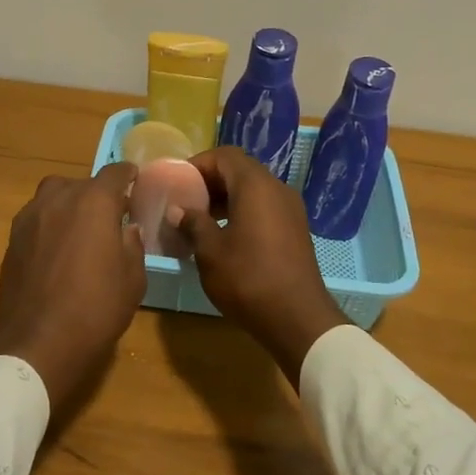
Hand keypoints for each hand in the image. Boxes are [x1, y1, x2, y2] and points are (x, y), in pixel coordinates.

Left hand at [0, 165, 145, 423]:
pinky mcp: (12, 239)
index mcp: (94, 202)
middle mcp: (59, 199)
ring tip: (80, 229)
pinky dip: (49, 224)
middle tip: (110, 217)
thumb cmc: (96, 308)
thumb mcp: (132, 279)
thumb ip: (133, 245)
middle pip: (81, 183)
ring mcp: (30, 217)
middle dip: (97, 194)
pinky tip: (57, 249)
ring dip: (69, 204)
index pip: (115, 173)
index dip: (128, 175)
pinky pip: (36, 218)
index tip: (135, 181)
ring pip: (53, 196)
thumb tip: (127, 228)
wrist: (38, 341)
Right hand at [175, 147, 347, 384]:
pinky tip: (225, 237)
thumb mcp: (210, 251)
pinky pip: (265, 207)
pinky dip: (243, 212)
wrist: (297, 318)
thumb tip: (179, 209)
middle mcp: (277, 189)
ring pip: (254, 190)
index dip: (199, 164)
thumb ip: (193, 223)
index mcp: (256, 186)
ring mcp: (291, 210)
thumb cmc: (248, 279)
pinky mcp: (296, 230)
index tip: (178, 182)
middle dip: (211, 181)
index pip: (225, 156)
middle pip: (240, 170)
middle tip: (186, 201)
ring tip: (201, 221)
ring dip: (227, 198)